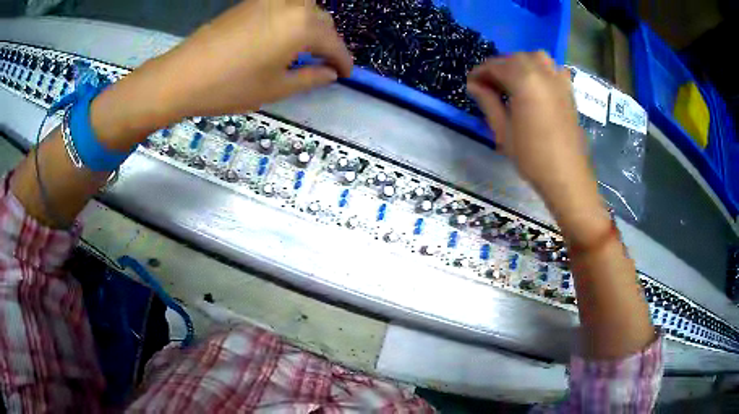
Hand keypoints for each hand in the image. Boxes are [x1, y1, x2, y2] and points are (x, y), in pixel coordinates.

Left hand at [91, 0, 352, 150]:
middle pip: (321, 20)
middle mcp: (291, 5)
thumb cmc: (231, 86)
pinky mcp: (251, 2)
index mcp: (303, 26)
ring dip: (312, 26)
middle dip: (328, 41)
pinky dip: (292, 18)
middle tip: (326, 62)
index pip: (334, 42)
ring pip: (304, 9)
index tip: (347, 73)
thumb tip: (330, 73)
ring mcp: (269, 0)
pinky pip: (283, 6)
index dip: (343, 60)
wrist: (182, 75)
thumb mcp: (276, 88)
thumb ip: (311, 77)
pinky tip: (283, 35)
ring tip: (307, 47)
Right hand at [466, 52, 585, 196]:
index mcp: (524, 81)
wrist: (567, 176)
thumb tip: (473, 84)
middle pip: (515, 58)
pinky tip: (536, 84)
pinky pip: (553, 68)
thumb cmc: (532, 157)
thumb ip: (488, 101)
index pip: (496, 66)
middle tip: (488, 85)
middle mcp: (543, 73)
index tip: (471, 83)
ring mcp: (559, 80)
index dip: (480, 72)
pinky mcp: (569, 90)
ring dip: (520, 63)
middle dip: (499, 66)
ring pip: (536, 57)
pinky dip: (541, 69)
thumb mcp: (503, 130)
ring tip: (512, 81)